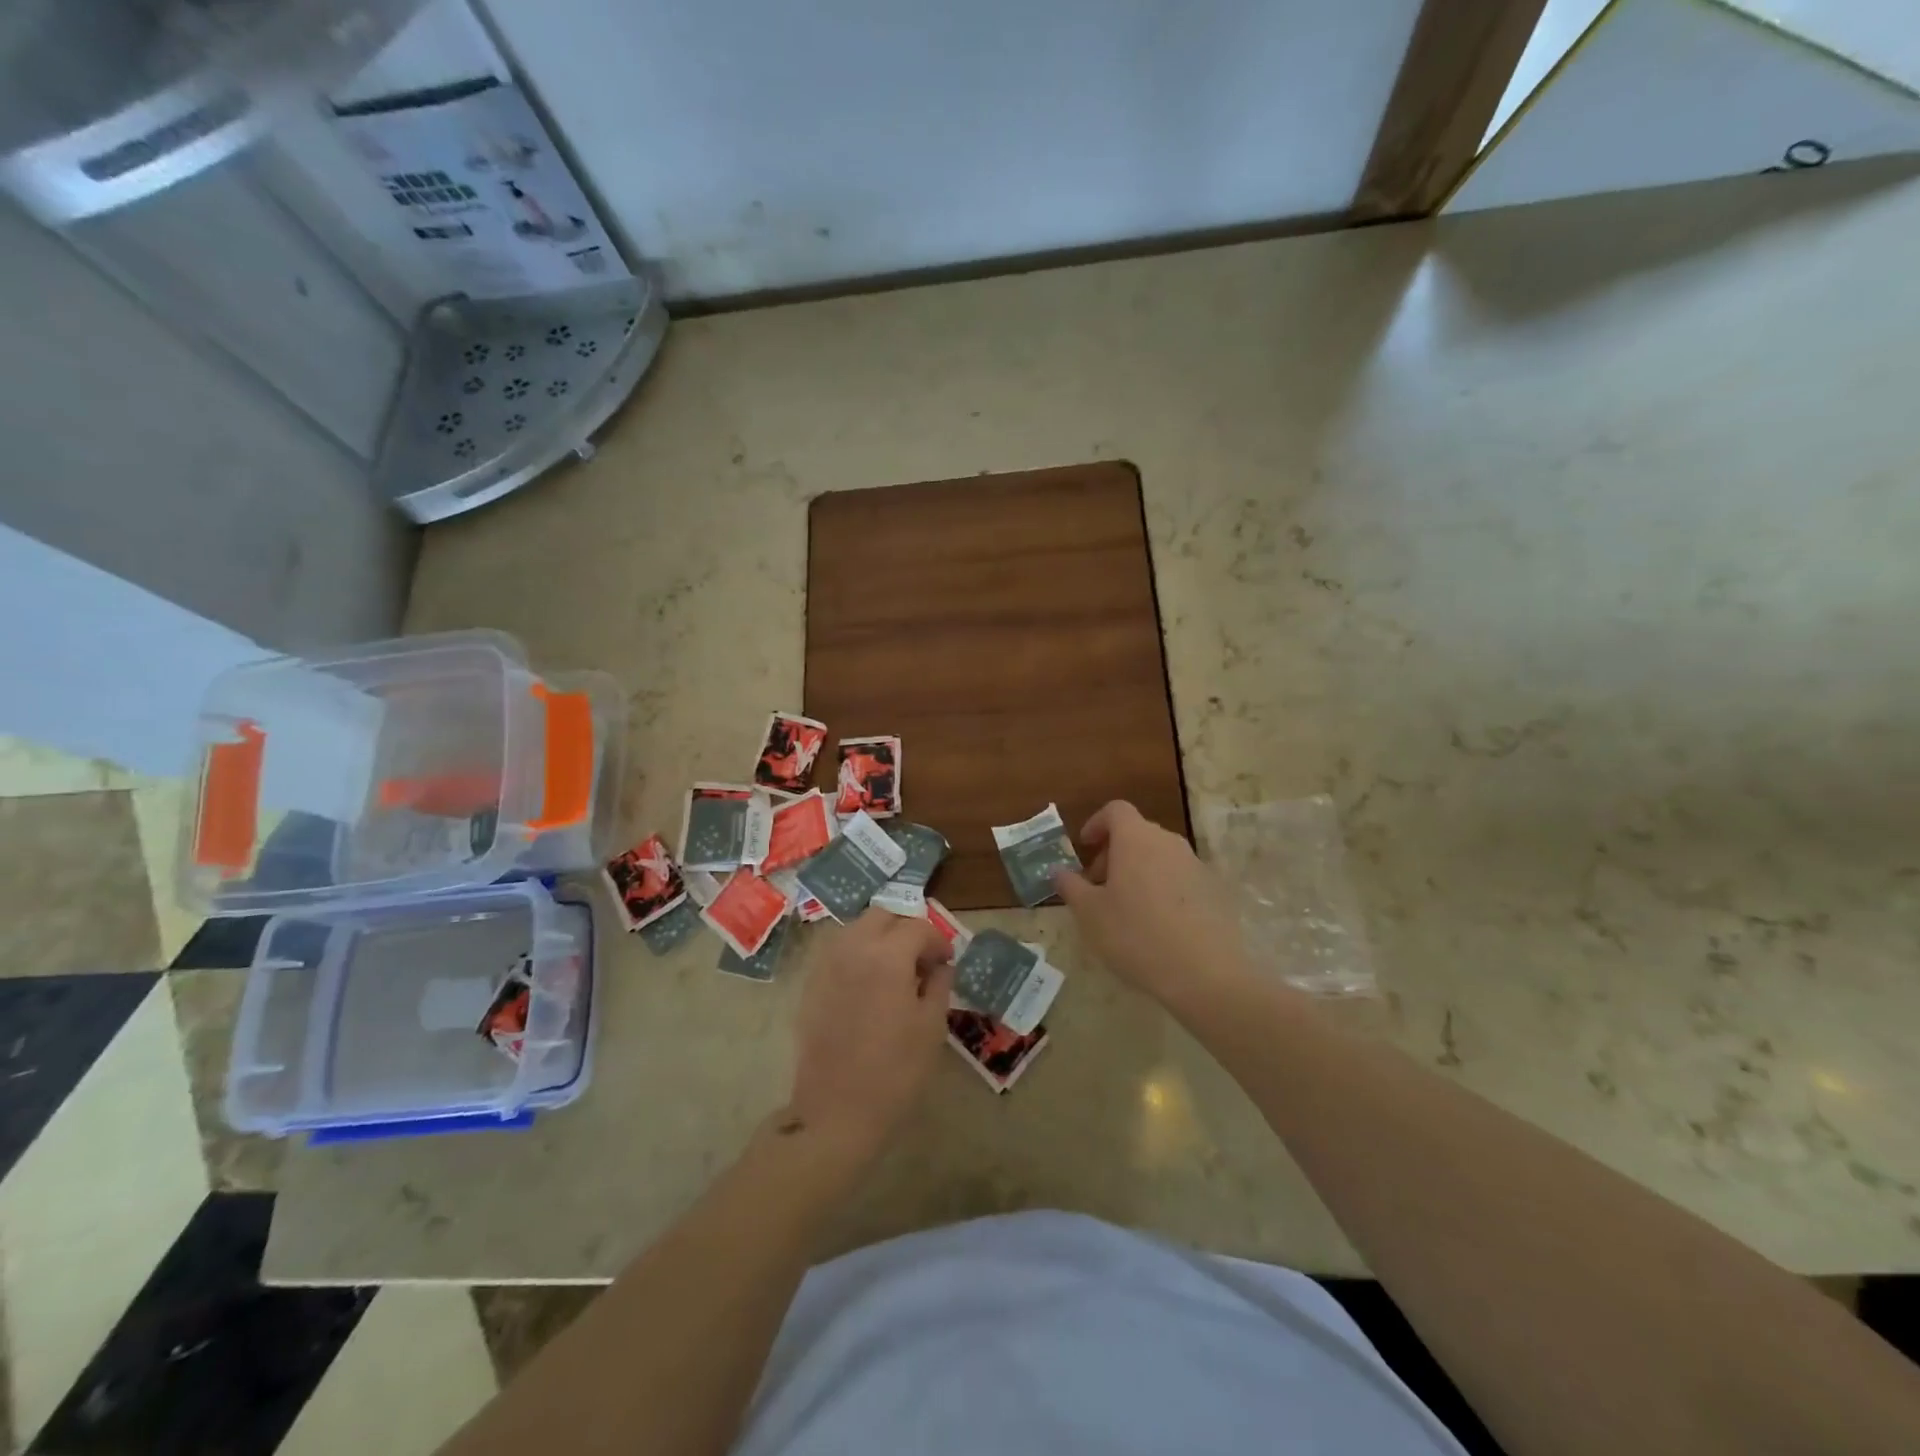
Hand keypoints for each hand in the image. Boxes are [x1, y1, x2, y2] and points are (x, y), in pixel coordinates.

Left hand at [785, 909, 954, 1154]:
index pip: (918, 927)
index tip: (946, 961)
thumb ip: (939, 984)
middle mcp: (853, 947)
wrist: (836, 1111)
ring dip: (880, 937)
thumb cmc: (895, 1071)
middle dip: (906, 928)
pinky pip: (839, 950)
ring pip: (857, 928)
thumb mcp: (932, 1026)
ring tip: (895, 969)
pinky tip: (869, 984)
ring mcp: (827, 963)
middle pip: (883, 915)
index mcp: (887, 955)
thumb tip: (939, 965)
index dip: (938, 940)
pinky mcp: (811, 983)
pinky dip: (858, 953)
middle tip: (921, 957)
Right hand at [1053, 801, 1251, 1010]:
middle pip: (1136, 833)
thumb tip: (1058, 870)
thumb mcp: (1089, 914)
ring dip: (1137, 871)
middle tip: (1098, 887)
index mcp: (1136, 839)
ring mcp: (1195, 865)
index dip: (1096, 824)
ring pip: (1158, 856)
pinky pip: (1179, 878)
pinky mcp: (1213, 890)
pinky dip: (1161, 888)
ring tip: (1125, 909)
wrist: (1204, 973)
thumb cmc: (1135, 935)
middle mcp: (1168, 842)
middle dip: (1113, 853)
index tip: (1084, 848)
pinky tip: (1156, 925)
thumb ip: (1070, 886)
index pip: (1115, 810)